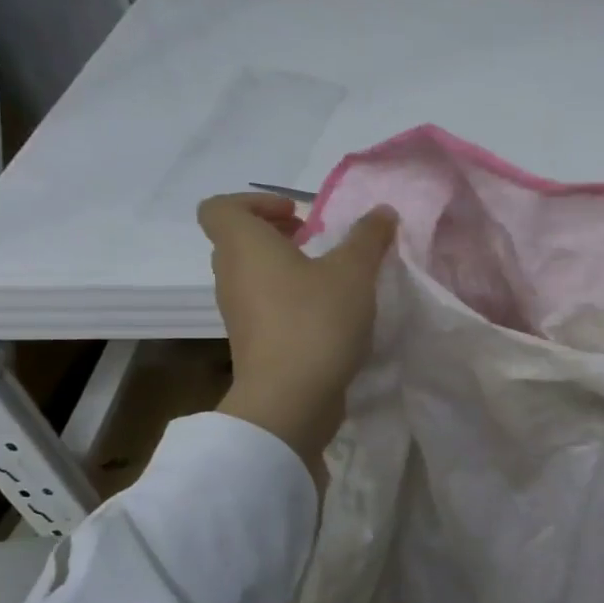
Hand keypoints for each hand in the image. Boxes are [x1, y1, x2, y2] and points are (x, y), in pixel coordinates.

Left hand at [197, 192, 397, 480]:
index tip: (297, 214)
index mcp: (244, 246)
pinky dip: (290, 301)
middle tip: (317, 240)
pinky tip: (328, 314)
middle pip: (239, 241)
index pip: (221, 208)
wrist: (290, 400)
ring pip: (254, 277)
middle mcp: (231, 276)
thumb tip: (382, 211)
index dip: (255, 202)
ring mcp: (239, 314)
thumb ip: (368, 238)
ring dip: (286, 269)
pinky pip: (266, 308)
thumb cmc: (315, 322)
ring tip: (329, 278)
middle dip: (277, 234)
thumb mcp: (354, 273)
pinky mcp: (254, 344)